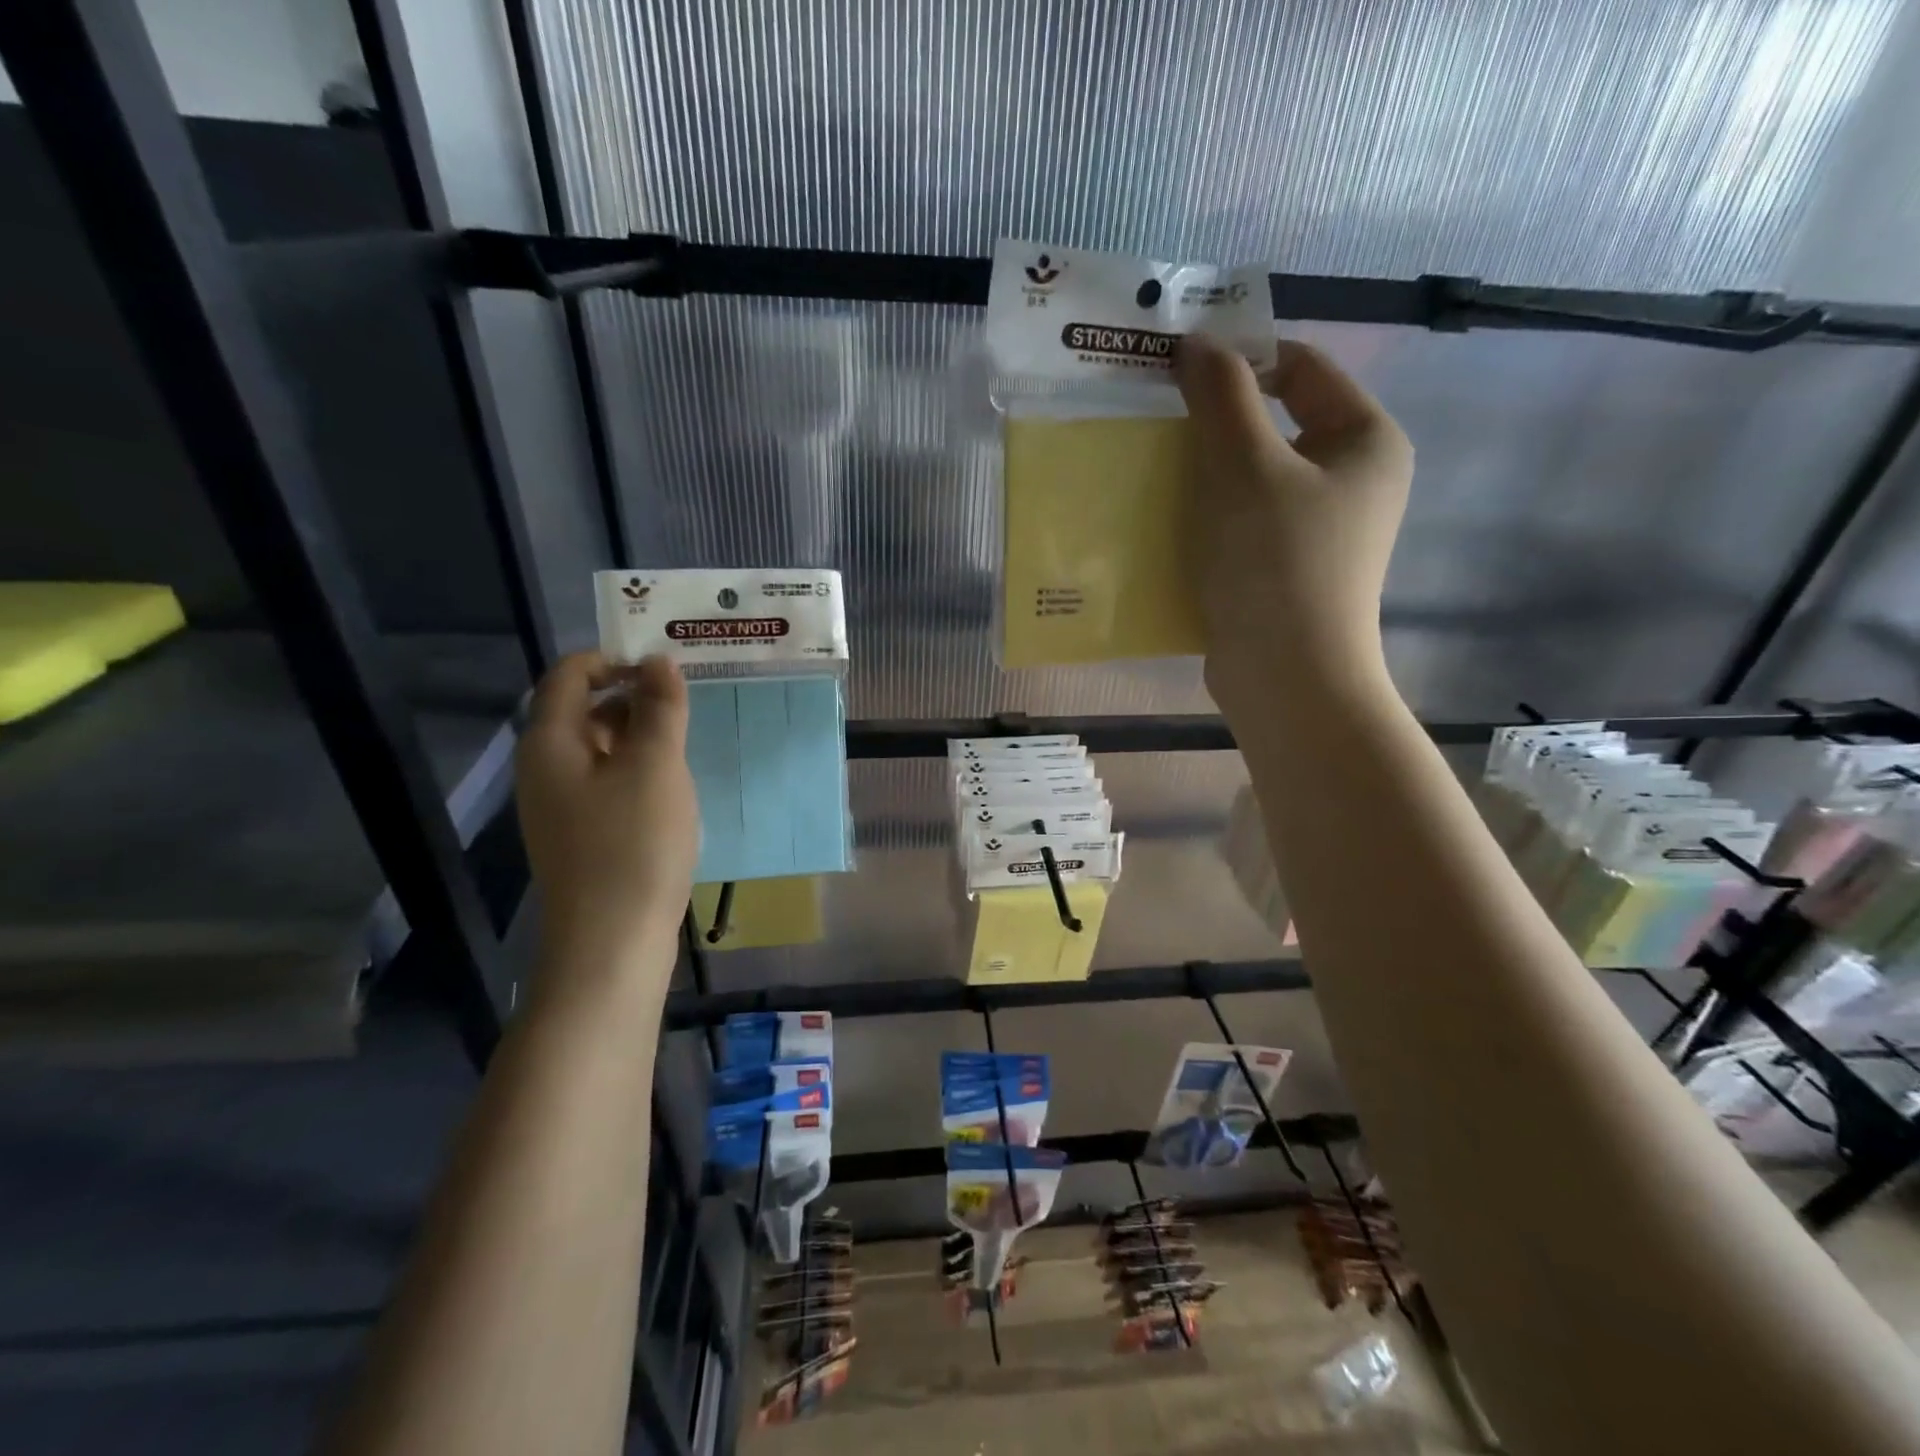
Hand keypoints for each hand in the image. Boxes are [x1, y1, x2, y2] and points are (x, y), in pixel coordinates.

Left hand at [515, 653, 697, 969]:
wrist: (612, 943)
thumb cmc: (633, 844)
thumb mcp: (655, 765)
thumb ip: (660, 707)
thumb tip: (658, 661)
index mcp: (551, 742)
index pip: (570, 675)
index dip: (614, 659)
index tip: (666, 666)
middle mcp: (545, 768)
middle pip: (583, 709)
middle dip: (633, 696)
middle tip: (687, 701)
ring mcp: (561, 805)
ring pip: (600, 748)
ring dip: (640, 734)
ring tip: (687, 741)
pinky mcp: (582, 834)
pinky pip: (607, 782)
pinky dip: (638, 769)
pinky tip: (672, 787)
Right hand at [1174, 334, 1412, 709]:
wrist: (1286, 677)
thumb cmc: (1275, 563)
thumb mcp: (1244, 467)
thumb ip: (1221, 396)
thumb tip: (1197, 343)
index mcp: (1365, 440)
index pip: (1302, 367)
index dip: (1241, 357)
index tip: (1177, 369)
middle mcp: (1354, 479)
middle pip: (1277, 423)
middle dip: (1216, 421)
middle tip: (1158, 424)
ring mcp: (1323, 530)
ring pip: (1255, 477)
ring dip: (1206, 472)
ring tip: (1155, 474)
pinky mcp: (1289, 570)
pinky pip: (1245, 522)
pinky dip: (1210, 516)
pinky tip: (1170, 523)